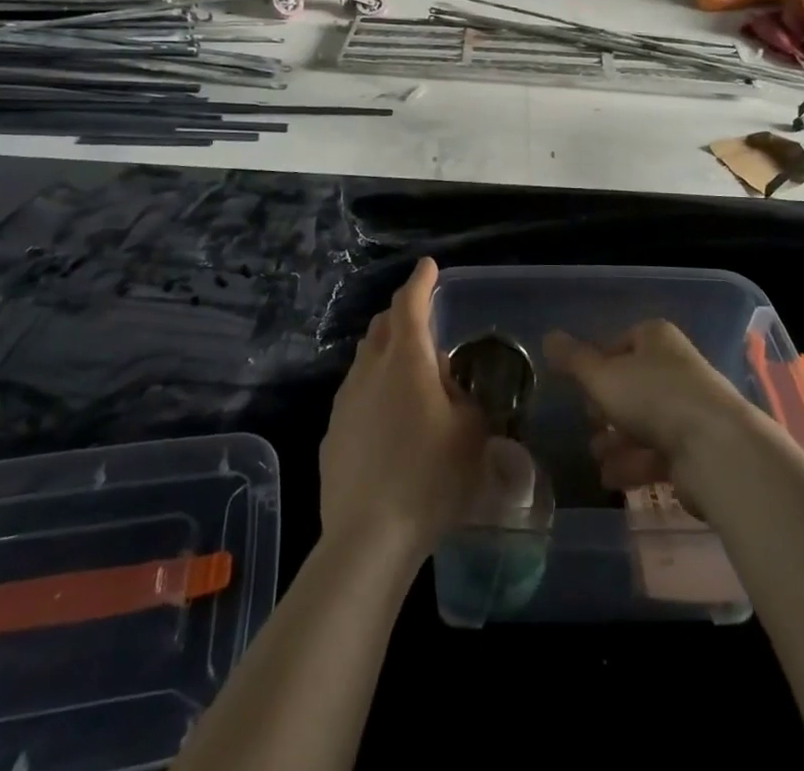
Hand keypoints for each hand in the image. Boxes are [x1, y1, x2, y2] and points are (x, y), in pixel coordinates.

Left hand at [320, 258, 487, 563]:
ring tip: (411, 376)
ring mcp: (345, 401)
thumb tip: (447, 386)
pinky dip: (375, 390)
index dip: (421, 281)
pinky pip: (356, 395)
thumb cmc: (430, 477)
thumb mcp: (471, 433)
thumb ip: (462, 397)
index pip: (410, 304)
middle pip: (382, 326)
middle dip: (402, 315)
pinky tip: (388, 422)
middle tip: (424, 323)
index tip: (428, 266)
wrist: (368, 536)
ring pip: (366, 359)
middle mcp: (370, 369)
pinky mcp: (333, 432)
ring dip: (387, 354)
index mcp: (406, 360)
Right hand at [544, 320, 762, 506]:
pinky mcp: (697, 447)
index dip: (599, 364)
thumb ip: (573, 360)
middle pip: (632, 385)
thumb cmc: (653, 397)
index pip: (621, 343)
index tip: (581, 387)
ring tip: (597, 458)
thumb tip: (548, 336)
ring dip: (617, 442)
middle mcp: (676, 367)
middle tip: (590, 424)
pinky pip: (658, 452)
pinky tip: (613, 480)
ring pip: (644, 422)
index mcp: (656, 339)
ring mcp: (689, 408)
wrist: (715, 448)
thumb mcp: (602, 375)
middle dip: (607, 409)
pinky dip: (634, 465)